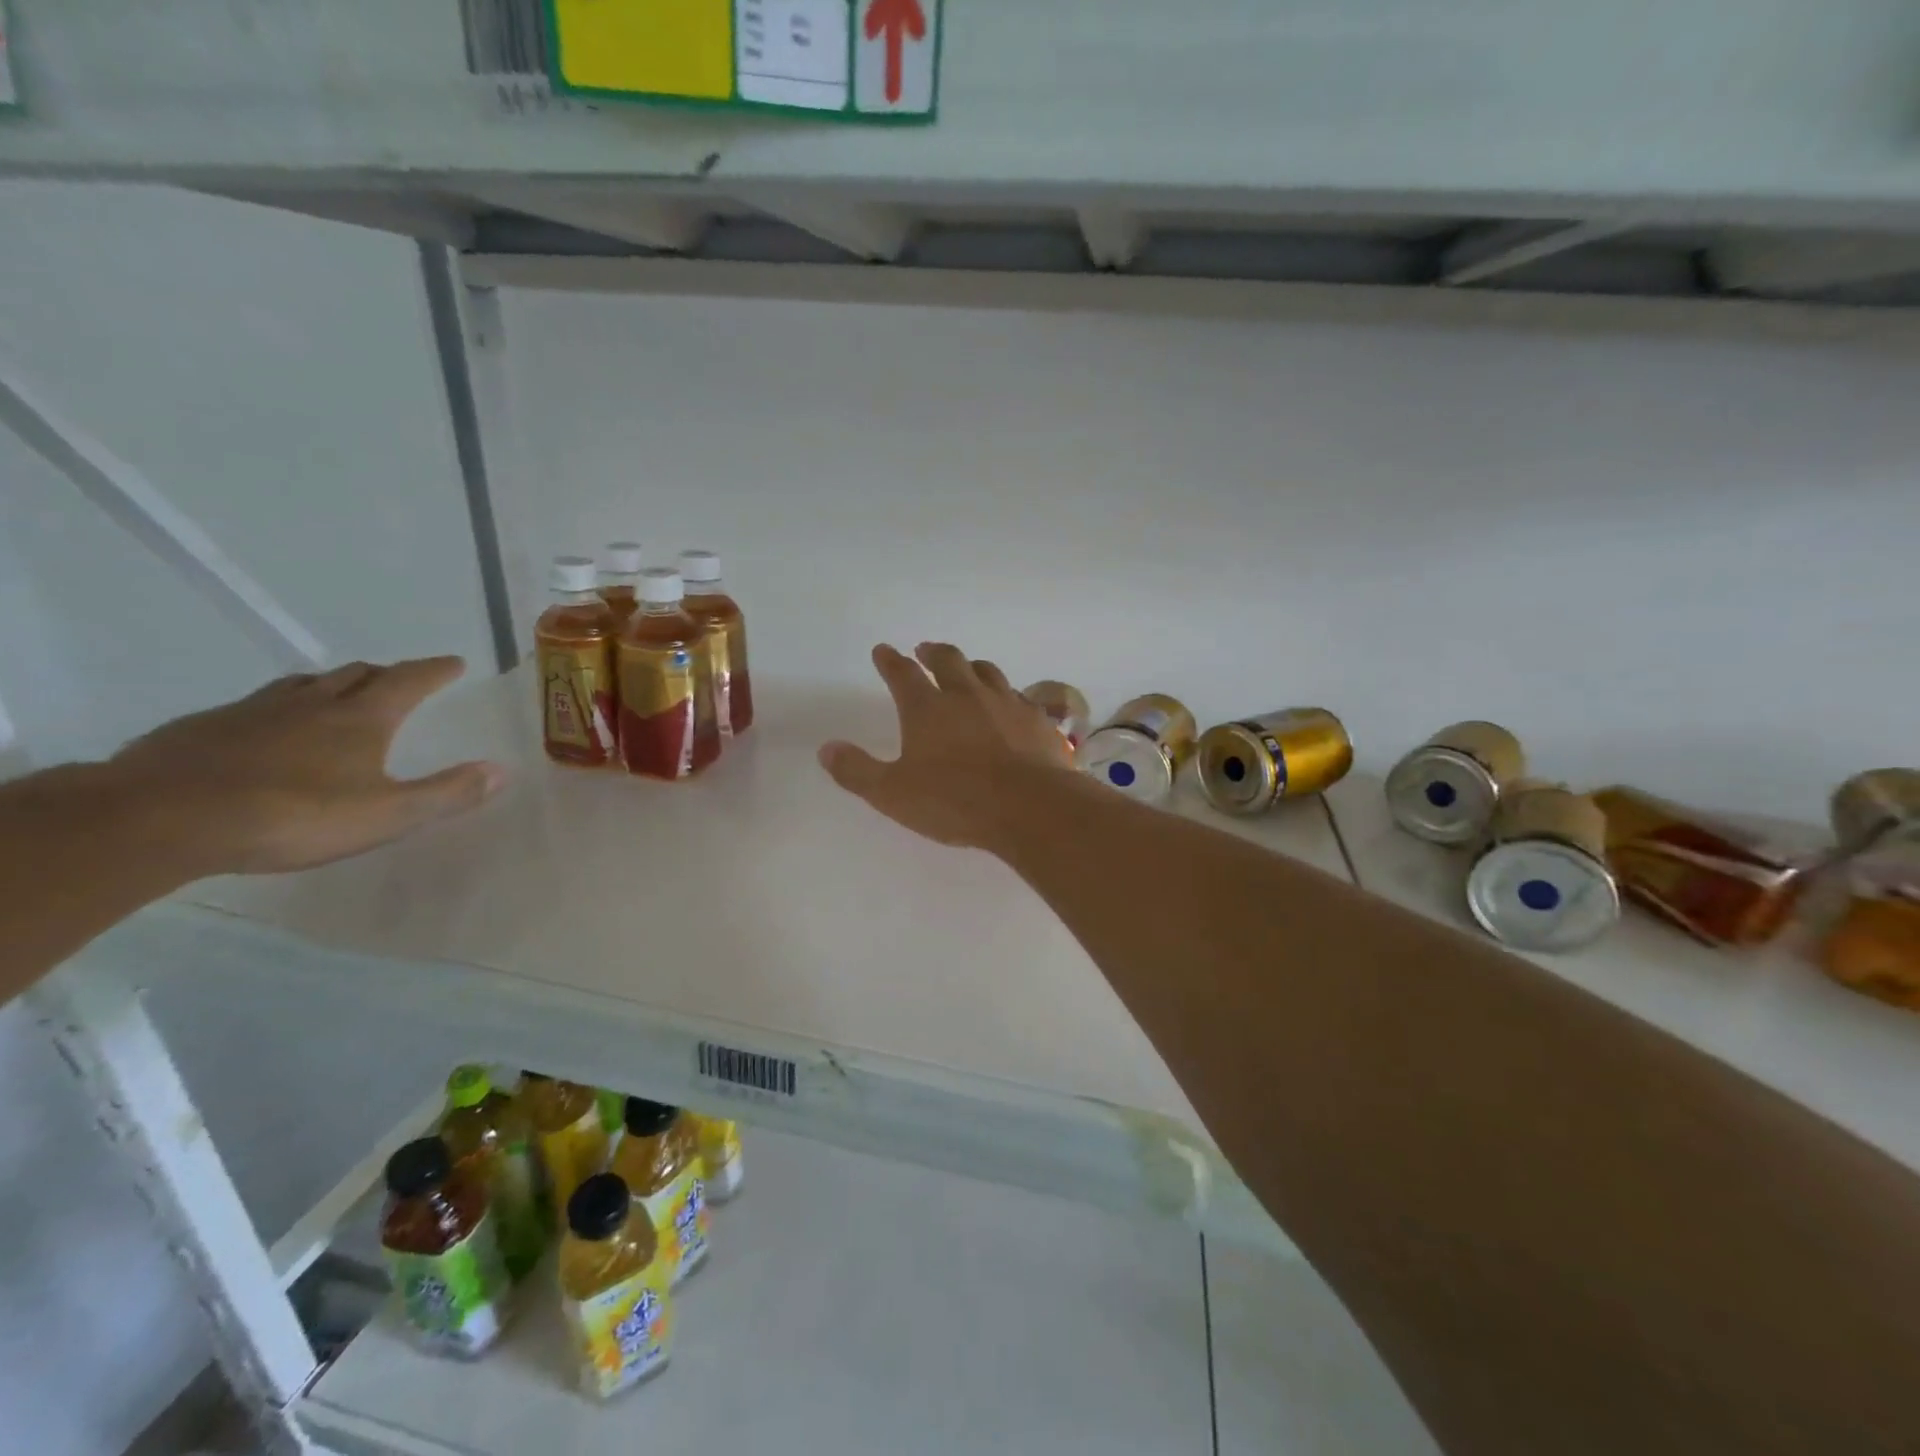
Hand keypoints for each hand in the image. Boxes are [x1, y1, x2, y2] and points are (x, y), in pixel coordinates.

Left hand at [109, 656, 503, 876]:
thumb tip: (502, 770)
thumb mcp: (387, 815)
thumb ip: (447, 793)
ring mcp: (253, 711)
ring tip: (338, 695)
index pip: (409, 680)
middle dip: (385, 673)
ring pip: (303, 684)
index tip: (454, 662)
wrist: (160, 819)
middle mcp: (311, 702)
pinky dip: (280, 708)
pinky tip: (268, 731)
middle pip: (356, 674)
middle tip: (400, 679)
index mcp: (360, 718)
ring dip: (331, 684)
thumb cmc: (292, 815)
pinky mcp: (204, 728)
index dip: (435, 670)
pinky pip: (255, 706)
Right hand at [818, 643, 1076, 848]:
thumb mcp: (893, 794)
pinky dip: (1006, 694)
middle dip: (932, 652)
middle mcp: (966, 695)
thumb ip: (857, 771)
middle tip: (924, 649)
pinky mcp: (1036, 719)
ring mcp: (1006, 703)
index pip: (902, 674)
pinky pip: (1018, 696)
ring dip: (971, 666)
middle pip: (948, 660)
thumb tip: (826, 748)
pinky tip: (1008, 703)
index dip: (890, 661)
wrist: (1031, 806)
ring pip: (986, 672)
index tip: (883, 650)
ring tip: (966, 669)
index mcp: (927, 708)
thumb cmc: (956, 801)